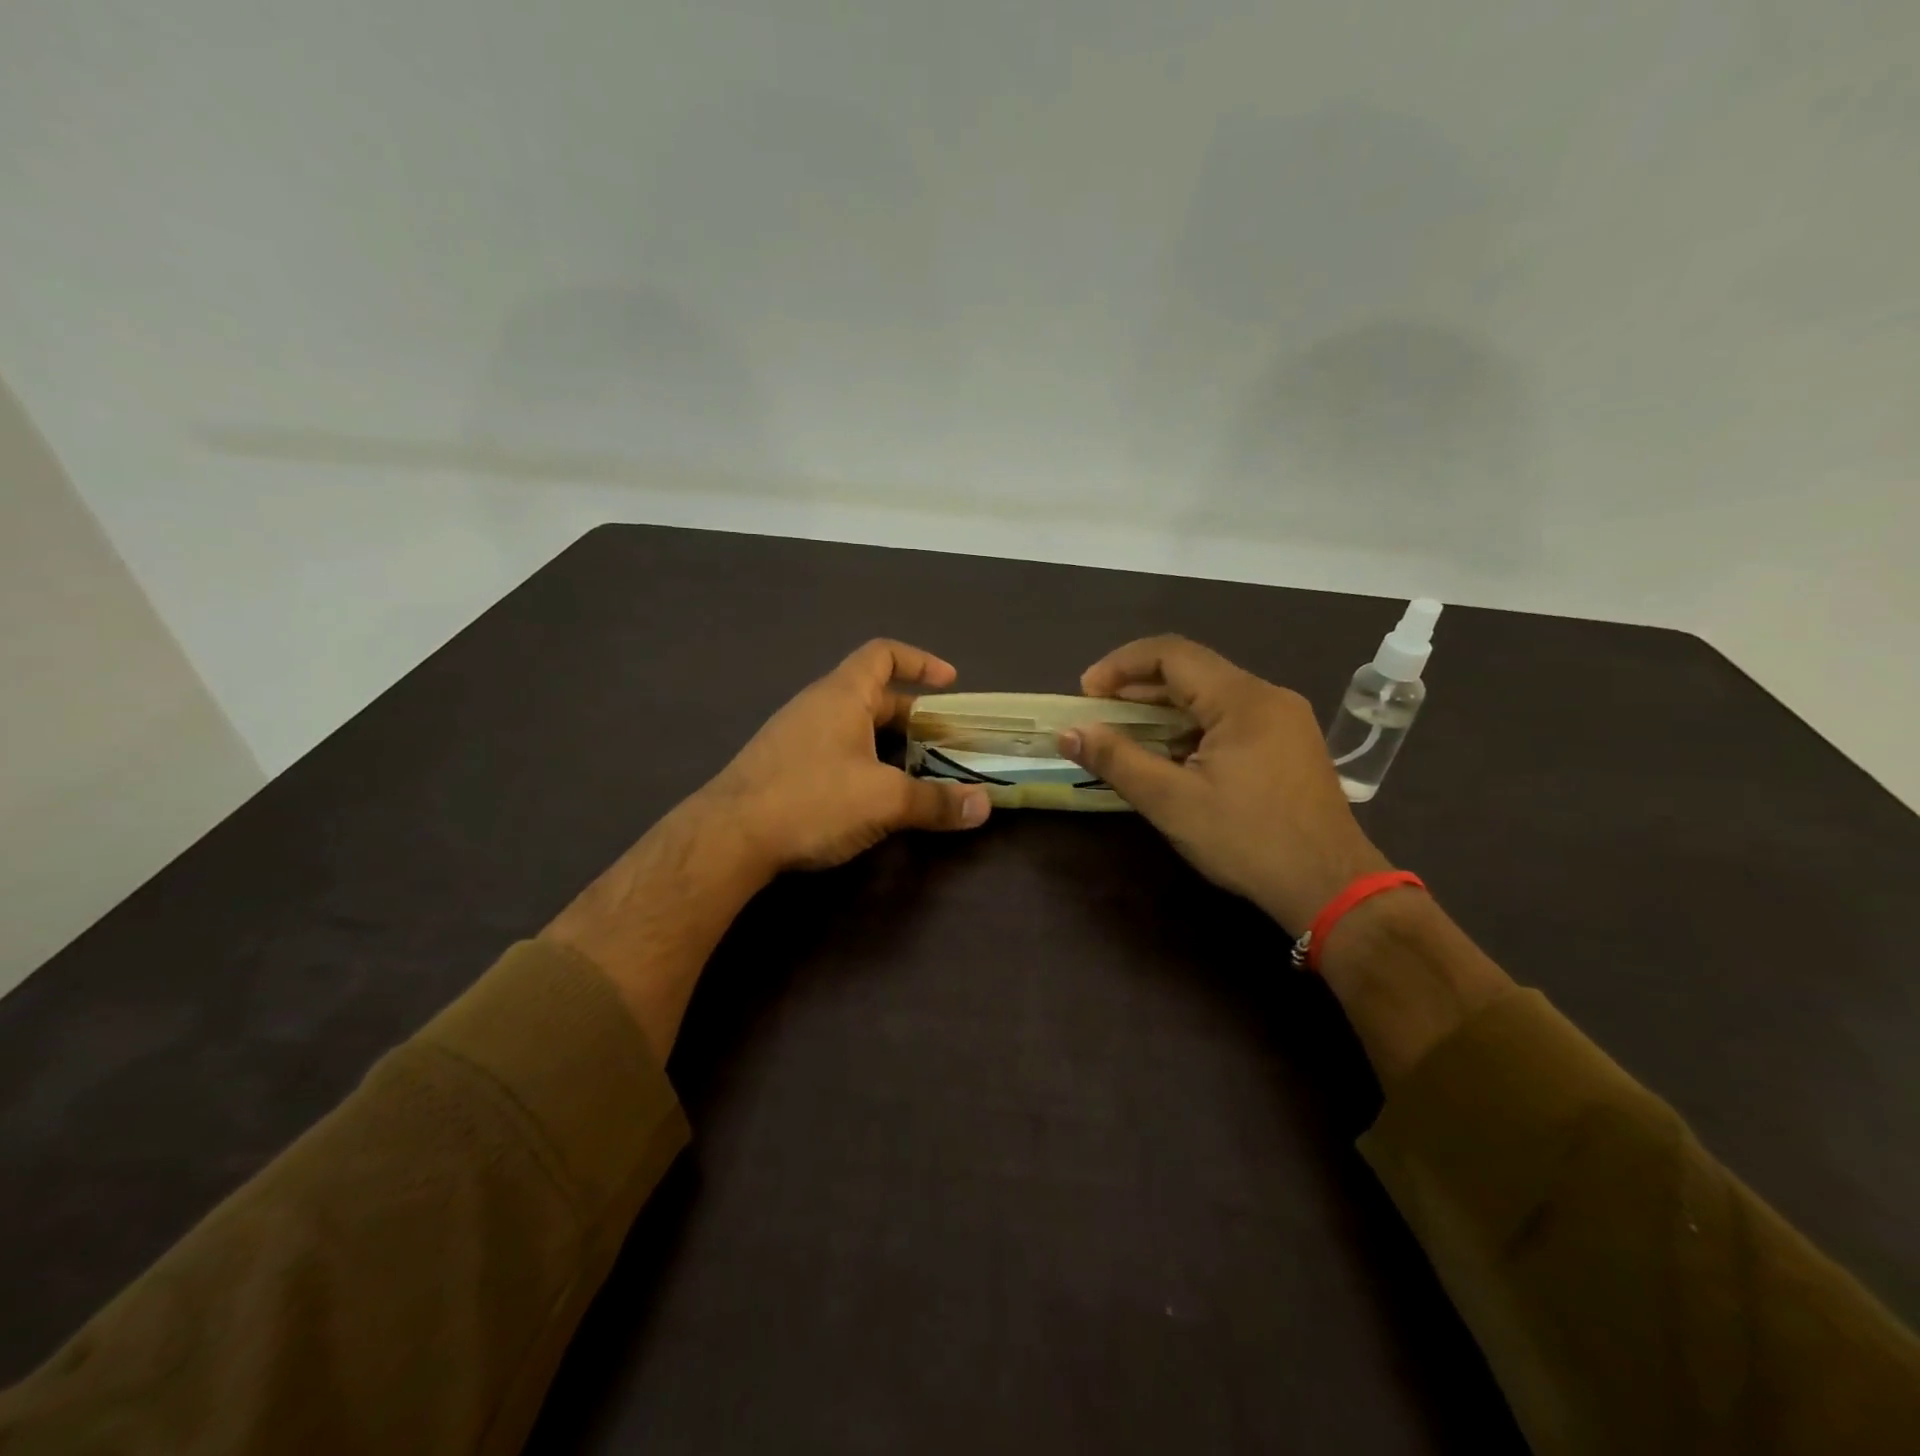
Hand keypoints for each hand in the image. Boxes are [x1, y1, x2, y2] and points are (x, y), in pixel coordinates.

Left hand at [697, 639, 991, 873]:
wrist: (728, 837)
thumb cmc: (812, 799)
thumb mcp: (884, 800)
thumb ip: (936, 801)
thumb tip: (985, 805)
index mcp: (842, 695)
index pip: (883, 654)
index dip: (920, 661)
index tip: (950, 682)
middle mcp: (817, 706)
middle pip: (873, 695)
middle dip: (913, 716)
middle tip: (945, 743)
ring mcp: (795, 736)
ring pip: (853, 727)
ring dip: (888, 743)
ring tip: (918, 773)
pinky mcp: (783, 767)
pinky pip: (834, 750)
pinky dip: (863, 762)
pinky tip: (872, 797)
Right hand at [1060, 635, 1388, 931]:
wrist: (1331, 887)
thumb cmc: (1247, 840)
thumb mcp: (1172, 802)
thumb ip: (1117, 760)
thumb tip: (1068, 733)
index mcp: (1242, 699)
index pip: (1171, 653)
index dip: (1120, 665)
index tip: (1086, 692)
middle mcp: (1268, 696)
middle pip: (1192, 670)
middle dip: (1138, 686)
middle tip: (1098, 713)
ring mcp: (1285, 720)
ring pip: (1212, 694)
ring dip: (1164, 708)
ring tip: (1127, 734)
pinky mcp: (1290, 744)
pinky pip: (1231, 717)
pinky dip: (1192, 725)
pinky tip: (1172, 755)